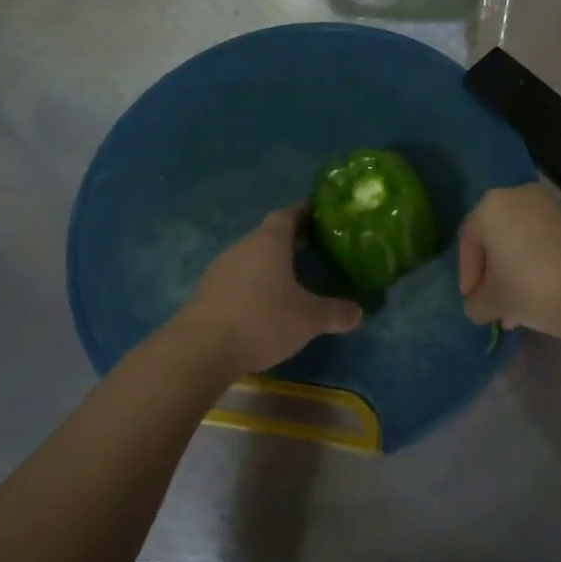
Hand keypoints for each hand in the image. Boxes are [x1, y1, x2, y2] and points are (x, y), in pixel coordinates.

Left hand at [180, 206, 362, 378]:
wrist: (201, 348)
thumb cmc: (262, 320)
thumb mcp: (308, 319)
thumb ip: (334, 313)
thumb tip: (359, 312)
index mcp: (269, 243)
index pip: (286, 215)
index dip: (302, 212)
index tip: (317, 213)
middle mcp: (243, 248)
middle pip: (267, 236)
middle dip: (289, 240)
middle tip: (311, 247)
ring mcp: (220, 269)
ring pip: (250, 257)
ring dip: (268, 263)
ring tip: (289, 277)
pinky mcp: (206, 292)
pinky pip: (236, 278)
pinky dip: (252, 283)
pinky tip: (262, 302)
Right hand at [458, 184, 560, 341]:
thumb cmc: (531, 289)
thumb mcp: (493, 302)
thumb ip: (475, 302)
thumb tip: (477, 305)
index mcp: (490, 207)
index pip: (468, 241)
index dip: (467, 275)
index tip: (473, 301)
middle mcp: (517, 196)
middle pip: (495, 237)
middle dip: (492, 272)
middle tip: (494, 302)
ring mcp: (548, 205)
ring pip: (520, 239)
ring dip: (514, 269)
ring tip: (517, 306)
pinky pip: (542, 240)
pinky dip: (535, 261)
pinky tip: (539, 292)